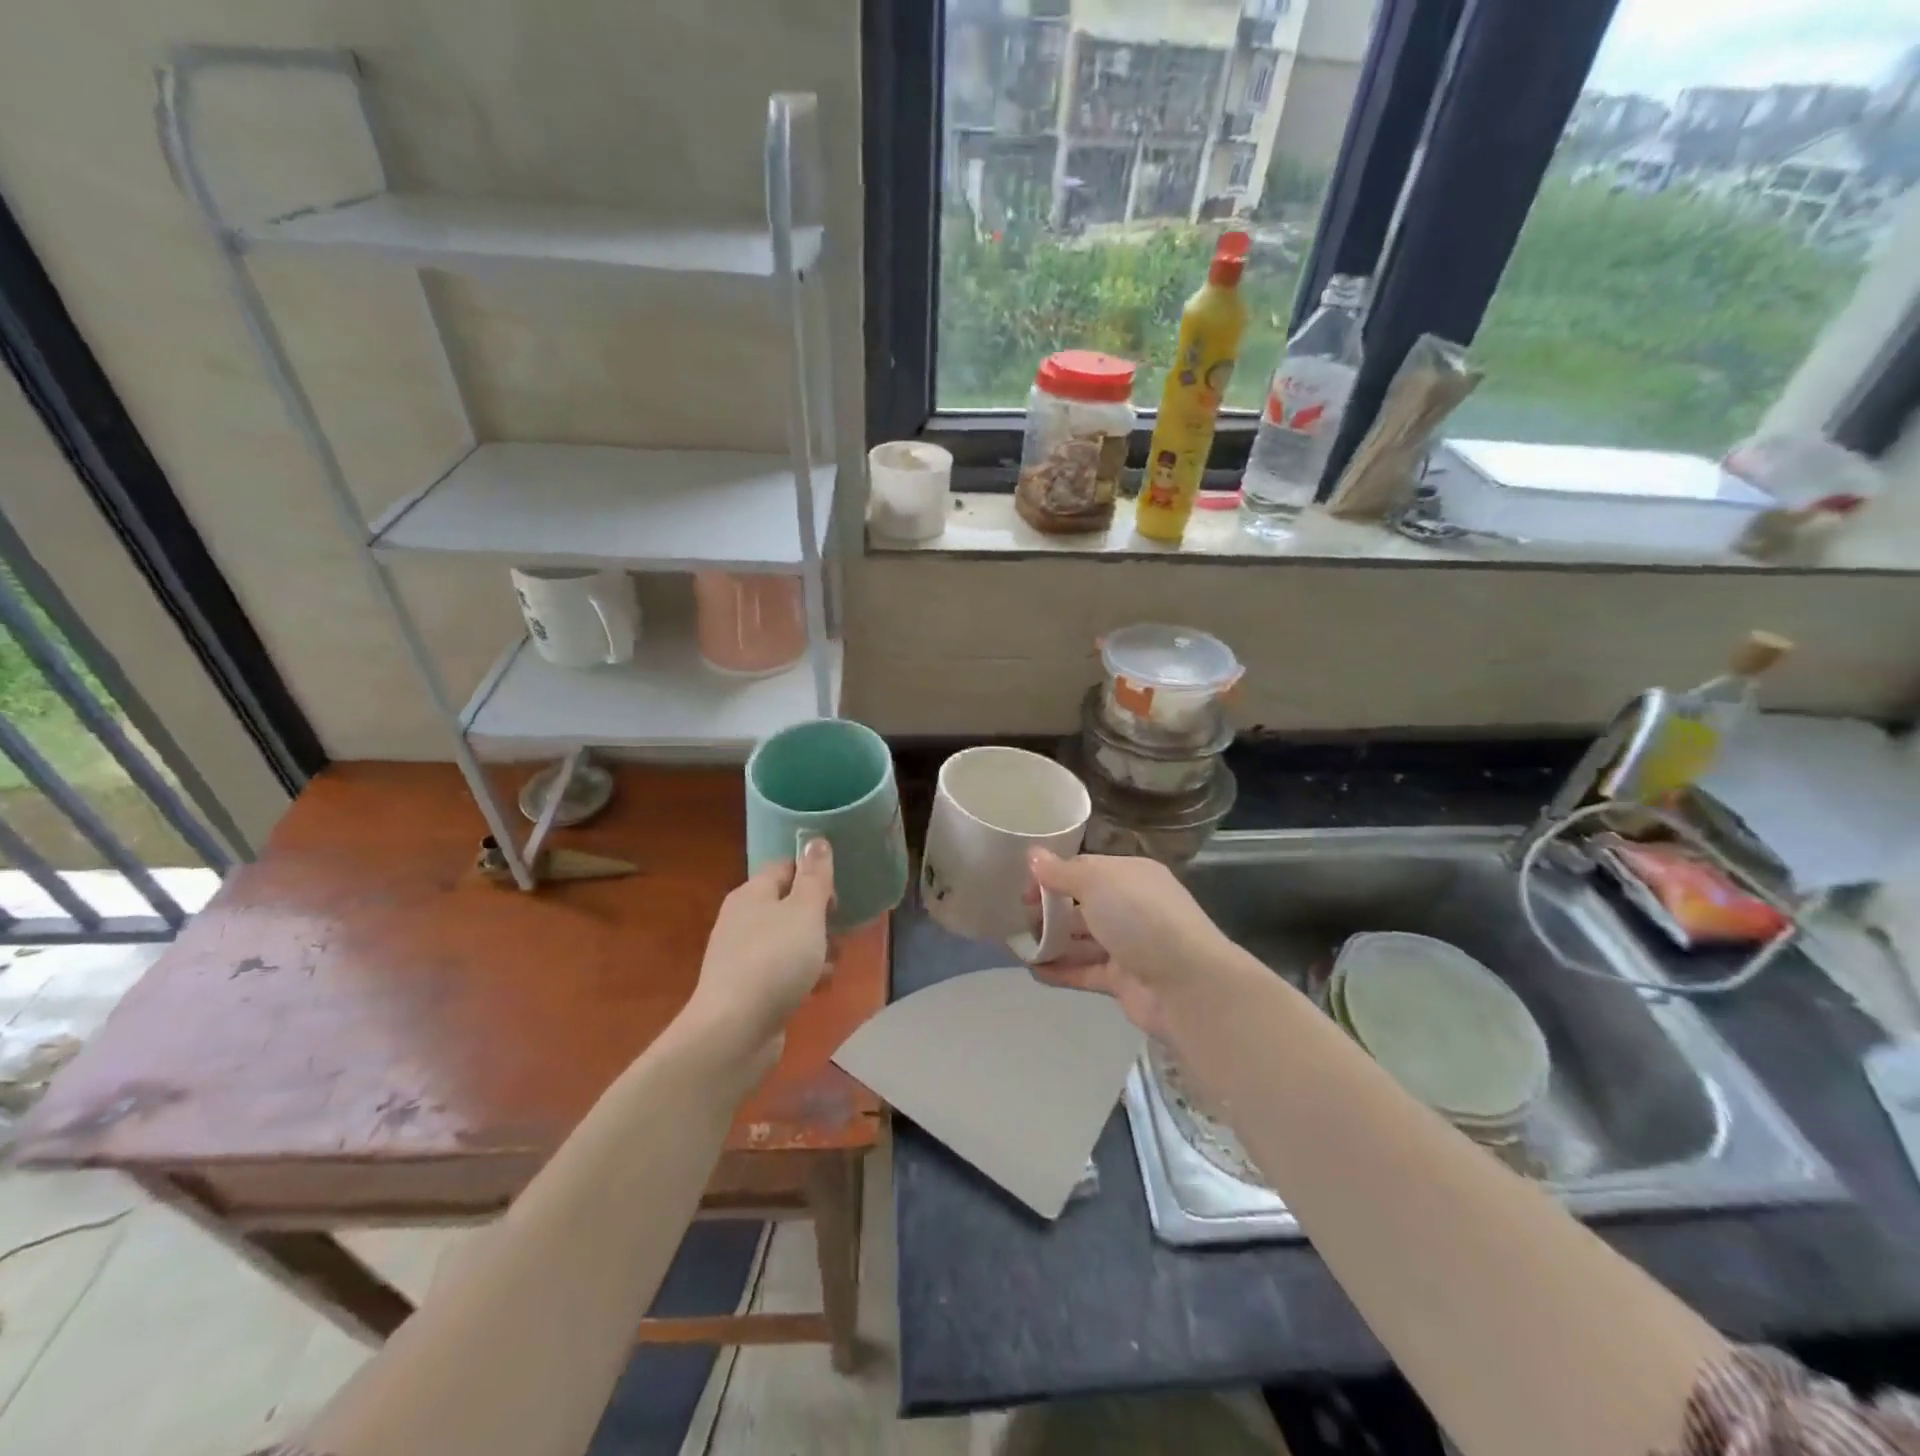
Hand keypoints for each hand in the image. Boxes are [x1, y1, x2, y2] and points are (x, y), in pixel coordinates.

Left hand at [682, 838, 835, 1073]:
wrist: (734, 1032)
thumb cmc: (774, 961)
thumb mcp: (804, 912)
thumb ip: (815, 877)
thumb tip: (816, 839)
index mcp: (751, 894)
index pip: (784, 867)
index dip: (813, 874)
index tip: (839, 894)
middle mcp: (742, 920)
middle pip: (788, 906)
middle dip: (819, 917)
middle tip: (841, 929)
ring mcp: (742, 957)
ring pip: (788, 941)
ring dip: (815, 949)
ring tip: (834, 963)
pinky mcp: (747, 990)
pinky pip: (782, 971)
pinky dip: (802, 976)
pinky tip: (818, 989)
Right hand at [1024, 850, 1230, 1037]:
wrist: (1188, 986)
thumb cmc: (1141, 919)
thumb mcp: (1097, 882)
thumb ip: (1061, 872)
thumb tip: (1033, 855)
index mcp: (1131, 875)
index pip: (1085, 868)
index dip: (1052, 875)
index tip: (1024, 889)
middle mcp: (1131, 906)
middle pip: (1082, 904)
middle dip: (1050, 909)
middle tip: (1019, 918)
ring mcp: (1128, 945)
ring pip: (1082, 939)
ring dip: (1052, 941)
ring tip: (1019, 945)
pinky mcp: (1122, 980)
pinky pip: (1084, 971)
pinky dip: (1060, 970)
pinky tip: (1033, 970)